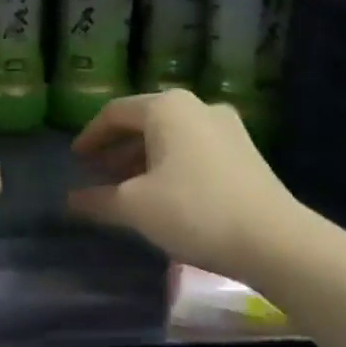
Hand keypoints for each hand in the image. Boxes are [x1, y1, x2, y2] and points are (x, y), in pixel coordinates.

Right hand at [67, 90, 299, 280]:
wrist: (274, 240)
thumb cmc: (194, 211)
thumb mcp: (136, 207)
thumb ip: (98, 199)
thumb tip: (71, 200)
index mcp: (167, 108)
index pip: (115, 113)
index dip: (90, 136)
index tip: (75, 159)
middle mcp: (197, 106)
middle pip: (144, 121)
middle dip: (117, 148)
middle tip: (97, 173)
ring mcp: (226, 127)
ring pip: (171, 136)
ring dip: (143, 158)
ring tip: (126, 188)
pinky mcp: (244, 151)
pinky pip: (193, 149)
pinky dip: (170, 164)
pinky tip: (163, 193)